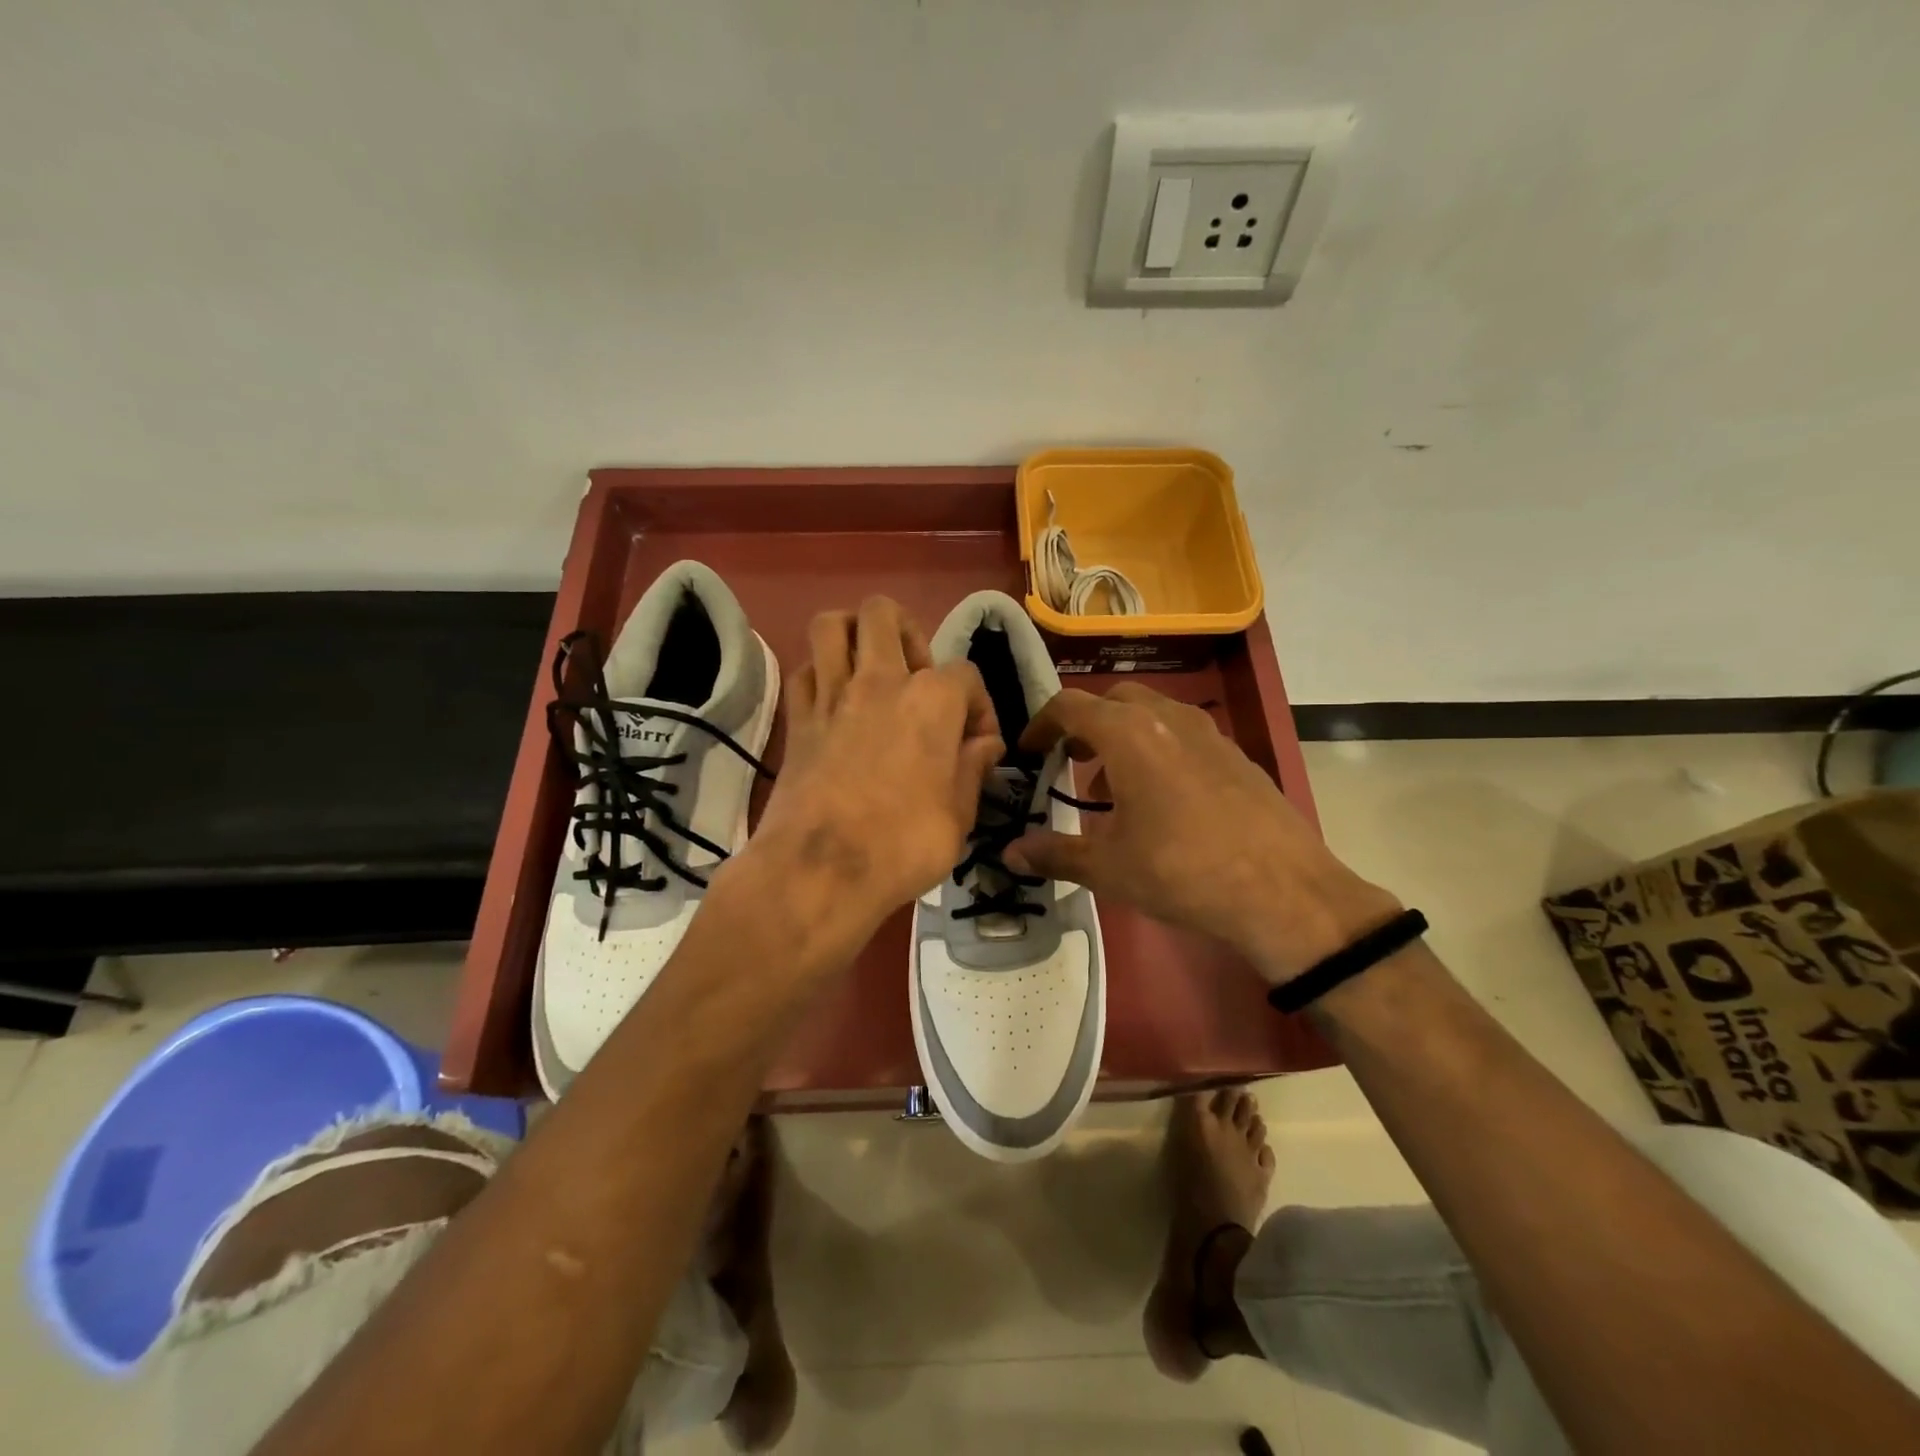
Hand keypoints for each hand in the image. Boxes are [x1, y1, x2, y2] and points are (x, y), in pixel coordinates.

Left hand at [728, 597, 1003, 962]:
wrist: (820, 871)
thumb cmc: (903, 845)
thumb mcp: (960, 815)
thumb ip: (973, 768)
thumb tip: (984, 743)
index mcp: (932, 699)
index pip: (967, 674)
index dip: (979, 707)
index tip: (977, 745)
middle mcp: (881, 680)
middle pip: (885, 614)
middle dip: (908, 634)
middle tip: (916, 678)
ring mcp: (832, 695)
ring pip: (832, 625)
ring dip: (853, 633)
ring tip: (869, 666)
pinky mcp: (797, 719)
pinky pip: (803, 671)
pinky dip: (819, 675)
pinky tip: (833, 701)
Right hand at [1005, 684, 1399, 984]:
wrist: (1284, 893)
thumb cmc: (1181, 872)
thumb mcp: (1108, 867)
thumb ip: (1054, 853)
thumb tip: (1010, 852)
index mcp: (1128, 734)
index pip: (1070, 706)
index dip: (1040, 724)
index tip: (1029, 752)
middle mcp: (1168, 718)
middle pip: (1113, 700)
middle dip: (1084, 723)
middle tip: (1070, 760)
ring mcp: (1210, 733)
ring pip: (1153, 713)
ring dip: (1123, 735)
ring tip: (1112, 785)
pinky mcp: (1238, 755)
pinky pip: (1184, 735)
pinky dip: (1159, 749)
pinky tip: (1163, 800)